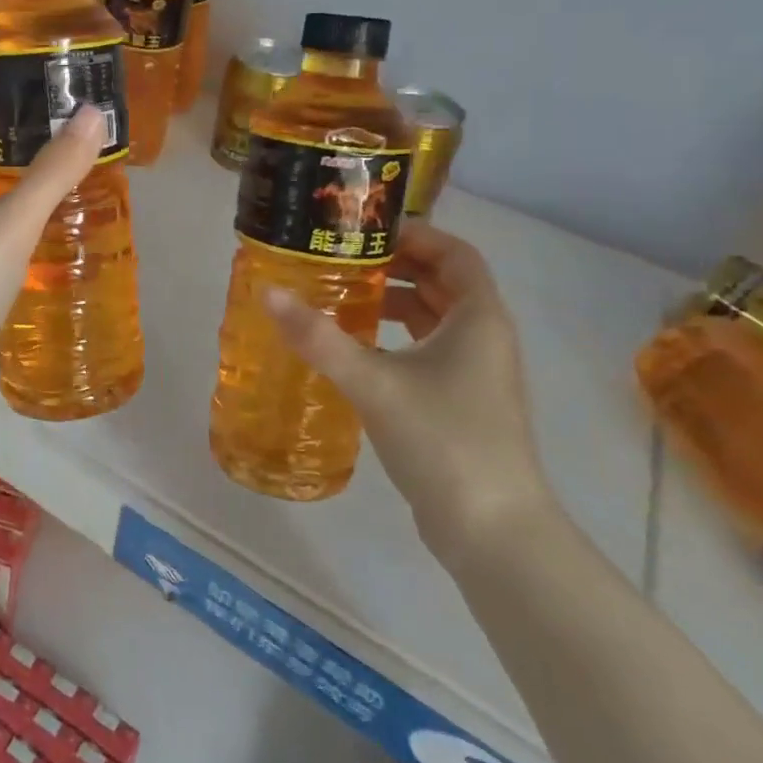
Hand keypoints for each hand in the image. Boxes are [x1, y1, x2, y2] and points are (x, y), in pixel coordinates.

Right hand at [265, 220, 555, 565]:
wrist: (493, 531)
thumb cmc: (443, 440)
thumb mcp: (373, 382)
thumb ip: (319, 337)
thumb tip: (268, 293)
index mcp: (479, 318)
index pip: (454, 253)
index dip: (414, 234)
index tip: (364, 231)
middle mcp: (484, 338)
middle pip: (442, 283)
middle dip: (395, 266)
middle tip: (341, 261)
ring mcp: (477, 373)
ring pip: (435, 319)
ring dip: (394, 302)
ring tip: (342, 299)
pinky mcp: (462, 403)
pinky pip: (429, 350)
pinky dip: (396, 338)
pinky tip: (357, 351)